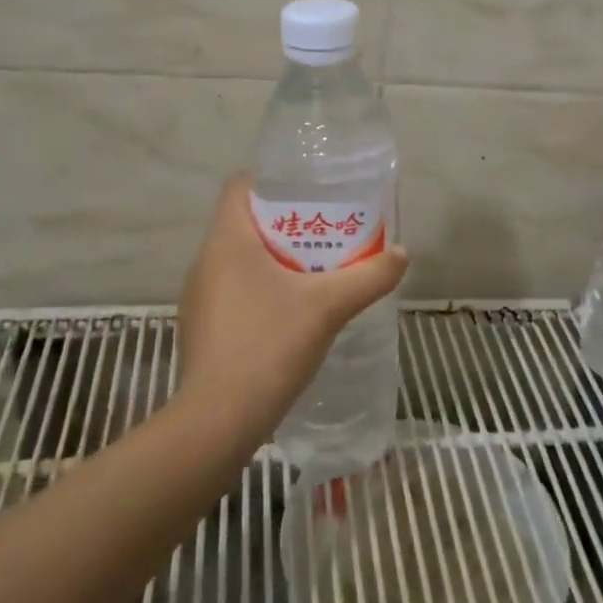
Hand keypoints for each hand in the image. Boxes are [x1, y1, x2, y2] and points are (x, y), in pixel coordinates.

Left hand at [174, 174, 408, 445]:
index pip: (240, 186)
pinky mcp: (203, 328)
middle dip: (287, 223)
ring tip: (316, 271)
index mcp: (227, 241)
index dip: (274, 181)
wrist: (218, 421)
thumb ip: (370, 276)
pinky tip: (293, 313)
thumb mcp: (329, 306)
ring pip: (241, 260)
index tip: (311, 192)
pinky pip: (235, 291)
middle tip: (328, 232)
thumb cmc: (269, 346)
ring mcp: (200, 297)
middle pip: (245, 223)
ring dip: (276, 259)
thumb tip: (401, 253)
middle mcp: (206, 261)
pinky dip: (262, 289)